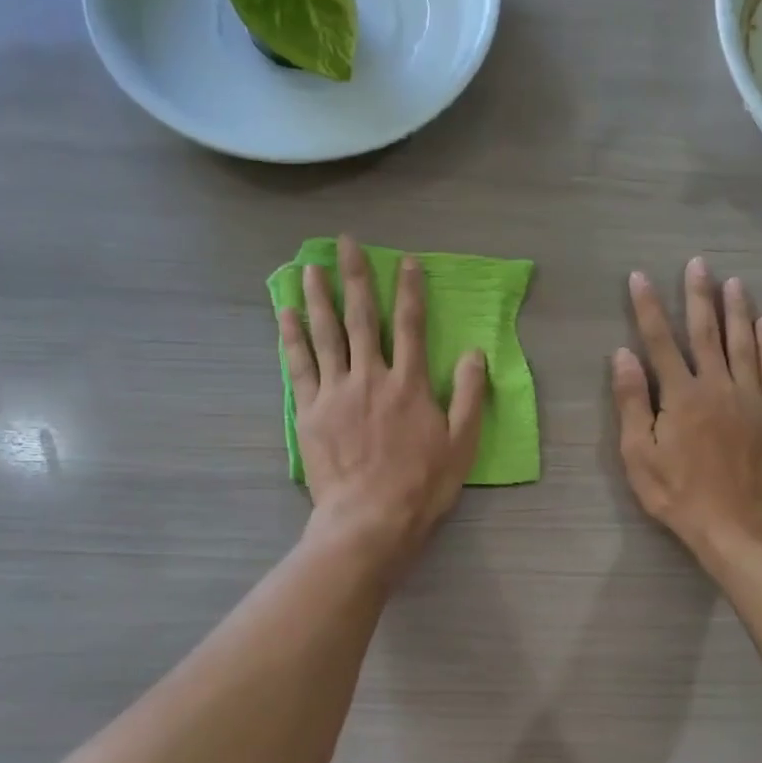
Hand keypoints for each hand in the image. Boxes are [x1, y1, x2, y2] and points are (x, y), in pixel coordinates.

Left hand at [280, 234, 487, 568]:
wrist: (370, 518)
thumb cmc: (422, 485)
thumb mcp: (461, 443)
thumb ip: (469, 396)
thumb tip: (476, 354)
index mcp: (409, 384)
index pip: (412, 326)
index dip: (410, 291)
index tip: (406, 261)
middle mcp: (371, 377)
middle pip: (363, 318)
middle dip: (356, 277)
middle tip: (345, 244)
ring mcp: (336, 392)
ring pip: (326, 334)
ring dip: (318, 297)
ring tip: (310, 267)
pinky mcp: (310, 411)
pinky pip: (299, 365)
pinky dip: (291, 337)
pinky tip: (285, 313)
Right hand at [612, 257, 761, 561]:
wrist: (738, 525)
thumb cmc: (679, 494)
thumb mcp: (639, 455)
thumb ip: (632, 402)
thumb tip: (623, 355)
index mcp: (680, 395)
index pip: (660, 341)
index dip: (648, 307)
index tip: (640, 277)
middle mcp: (717, 385)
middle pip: (706, 332)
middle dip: (699, 296)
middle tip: (698, 264)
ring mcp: (749, 397)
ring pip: (743, 342)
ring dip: (737, 309)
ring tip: (733, 282)